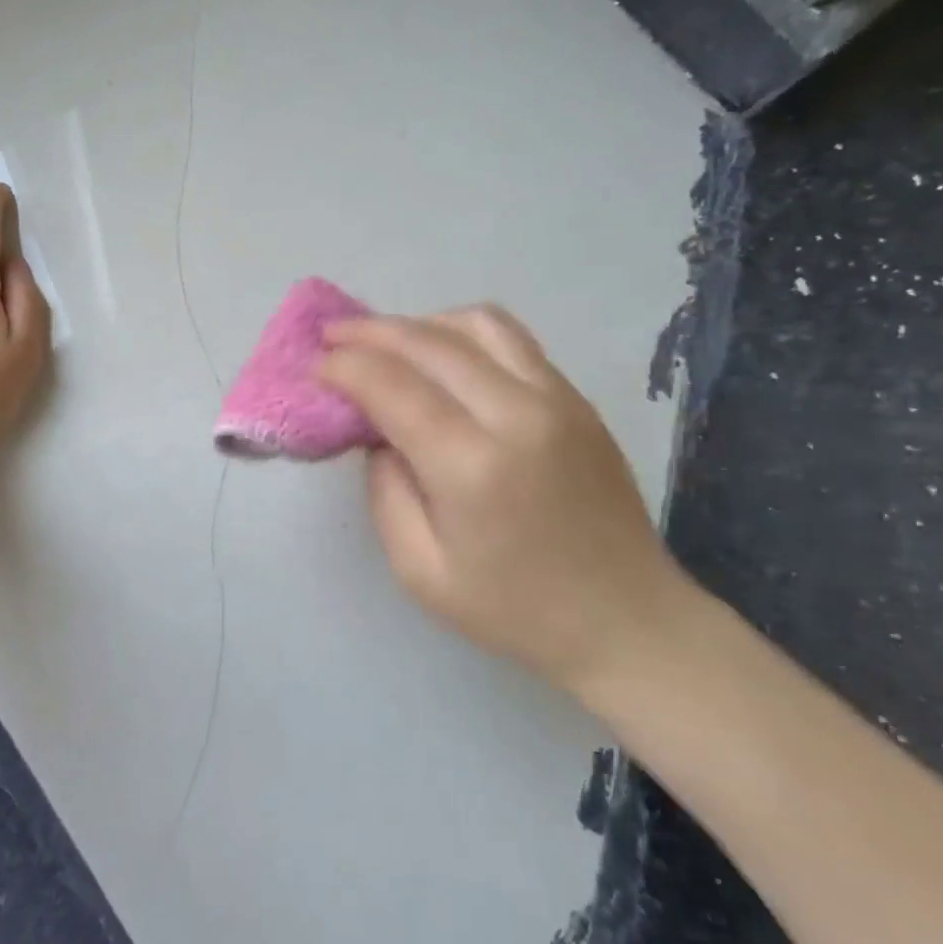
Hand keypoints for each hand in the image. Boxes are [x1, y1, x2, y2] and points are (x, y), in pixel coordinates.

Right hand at [317, 306, 689, 702]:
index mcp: (473, 466)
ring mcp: (556, 398)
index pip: (392, 386)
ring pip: (475, 324)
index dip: (344, 368)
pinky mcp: (576, 399)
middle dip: (370, 333)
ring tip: (387, 342)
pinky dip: (462, 334)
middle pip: (429, 342)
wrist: (628, 620)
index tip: (314, 368)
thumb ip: (385, 491)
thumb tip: (377, 432)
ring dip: (419, 324)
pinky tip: (441, 355)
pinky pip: (511, 340)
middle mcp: (518, 414)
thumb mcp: (420, 571)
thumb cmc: (515, 610)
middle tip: (332, 337)